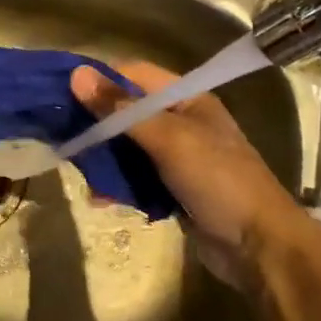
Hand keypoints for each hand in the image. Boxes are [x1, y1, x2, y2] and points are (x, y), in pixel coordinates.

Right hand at [71, 61, 320, 289]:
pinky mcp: (172, 188)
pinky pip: (136, 178)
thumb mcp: (168, 139)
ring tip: (82, 174)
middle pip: (126, 112)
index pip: (133, 75)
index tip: (62, 94)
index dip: (99, 80)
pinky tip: (100, 199)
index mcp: (187, 99)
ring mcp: (177, 157)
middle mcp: (181, 122)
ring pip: (127, 148)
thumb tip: (76, 74)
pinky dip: (117, 185)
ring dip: (103, 160)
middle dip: (96, 125)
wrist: (258, 246)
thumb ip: (120, 109)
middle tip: (64, 138)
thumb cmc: (218, 180)